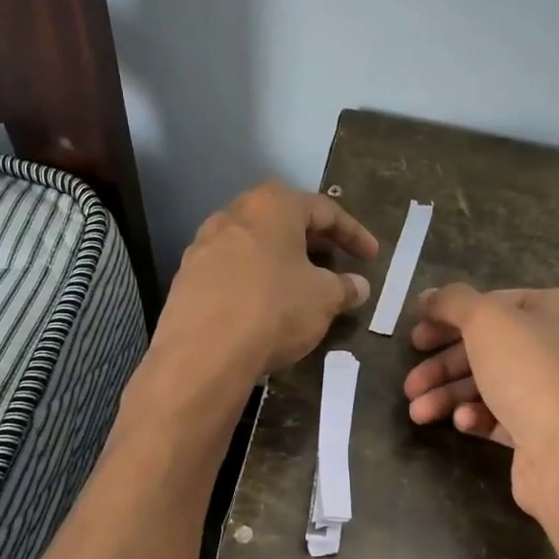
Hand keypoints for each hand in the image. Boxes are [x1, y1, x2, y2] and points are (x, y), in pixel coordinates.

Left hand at [157, 181, 378, 379]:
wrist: (202, 353)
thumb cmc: (273, 310)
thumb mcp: (323, 299)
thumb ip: (345, 288)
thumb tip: (358, 286)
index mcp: (271, 206)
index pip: (324, 210)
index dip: (353, 234)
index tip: (371, 257)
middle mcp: (233, 215)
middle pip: (282, 220)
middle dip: (312, 241)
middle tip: (334, 262)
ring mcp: (203, 246)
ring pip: (252, 245)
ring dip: (279, 260)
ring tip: (299, 284)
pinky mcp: (186, 278)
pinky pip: (230, 271)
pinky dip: (253, 281)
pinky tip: (263, 305)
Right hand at [403, 285, 558, 543]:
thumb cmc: (531, 375)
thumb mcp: (486, 322)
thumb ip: (453, 302)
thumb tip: (428, 296)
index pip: (496, 302)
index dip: (450, 316)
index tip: (415, 335)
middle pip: (488, 347)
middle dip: (443, 365)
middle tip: (410, 381)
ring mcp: (555, 391)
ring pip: (489, 383)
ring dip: (448, 395)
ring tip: (417, 412)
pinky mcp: (544, 431)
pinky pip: (501, 415)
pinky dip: (476, 416)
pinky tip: (463, 423)